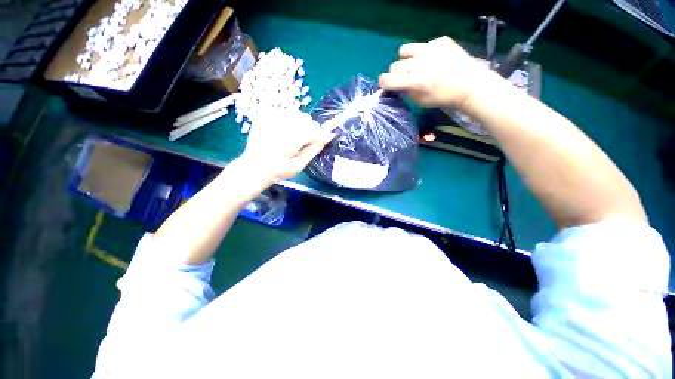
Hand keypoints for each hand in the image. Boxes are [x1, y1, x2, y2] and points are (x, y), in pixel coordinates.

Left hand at [239, 109, 333, 184]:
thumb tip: (328, 135)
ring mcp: (271, 116)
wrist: (254, 167)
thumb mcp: (300, 164)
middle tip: (299, 143)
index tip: (312, 145)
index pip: (314, 128)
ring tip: (289, 138)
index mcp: (292, 138)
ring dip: (297, 124)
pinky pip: (283, 112)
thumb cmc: (280, 170)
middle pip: (306, 118)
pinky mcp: (264, 114)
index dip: (316, 137)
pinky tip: (280, 132)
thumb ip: (315, 148)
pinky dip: (286, 121)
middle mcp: (282, 123)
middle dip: (307, 129)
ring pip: (296, 114)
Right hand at [379, 36, 496, 108]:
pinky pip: (422, 45)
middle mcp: (420, 63)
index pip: (387, 79)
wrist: (469, 84)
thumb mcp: (420, 101)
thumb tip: (396, 84)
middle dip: (397, 73)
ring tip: (415, 64)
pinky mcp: (440, 41)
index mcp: (415, 81)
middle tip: (406, 77)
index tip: (387, 84)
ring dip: (406, 59)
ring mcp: (430, 48)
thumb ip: (406, 91)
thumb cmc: (442, 97)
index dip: (383, 82)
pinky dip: (424, 53)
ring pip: (404, 50)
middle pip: (394, 65)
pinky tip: (434, 59)